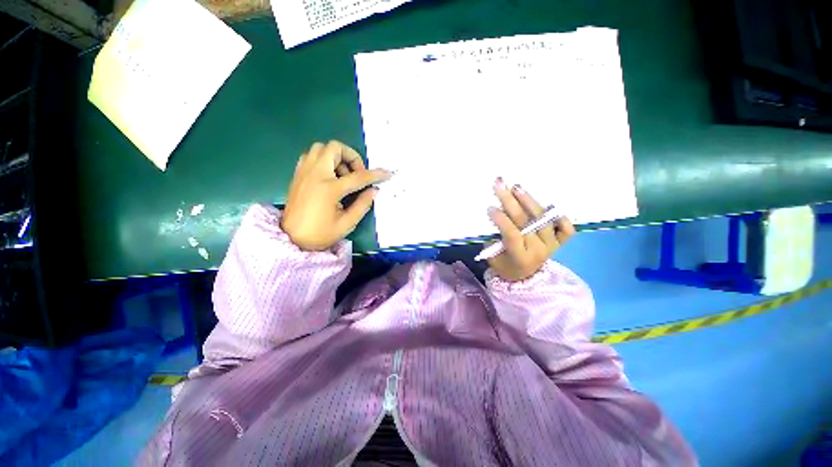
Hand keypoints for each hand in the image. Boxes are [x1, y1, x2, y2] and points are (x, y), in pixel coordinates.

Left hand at [281, 141, 391, 250]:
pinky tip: (329, 176)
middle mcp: (315, 174)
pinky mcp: (297, 175)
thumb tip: (374, 190)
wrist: (291, 239)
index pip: (358, 177)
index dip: (375, 175)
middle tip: (357, 174)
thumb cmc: (320, 234)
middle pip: (335, 148)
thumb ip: (362, 204)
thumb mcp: (346, 223)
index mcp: (329, 189)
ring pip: (321, 148)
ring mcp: (304, 172)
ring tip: (343, 175)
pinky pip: (311, 156)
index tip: (387, 173)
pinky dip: (323, 159)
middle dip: (352, 157)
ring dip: (336, 157)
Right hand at [486, 178, 575, 281]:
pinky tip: (550, 206)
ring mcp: (552, 246)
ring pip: (543, 220)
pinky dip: (561, 218)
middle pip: (526, 222)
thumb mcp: (492, 257)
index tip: (490, 207)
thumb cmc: (503, 265)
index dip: (501, 220)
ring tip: (517, 188)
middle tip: (500, 185)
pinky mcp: (560, 243)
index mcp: (520, 257)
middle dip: (510, 201)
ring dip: (529, 202)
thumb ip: (494, 238)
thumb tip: (496, 215)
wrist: (523, 275)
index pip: (512, 234)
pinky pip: (566, 230)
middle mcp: (539, 250)